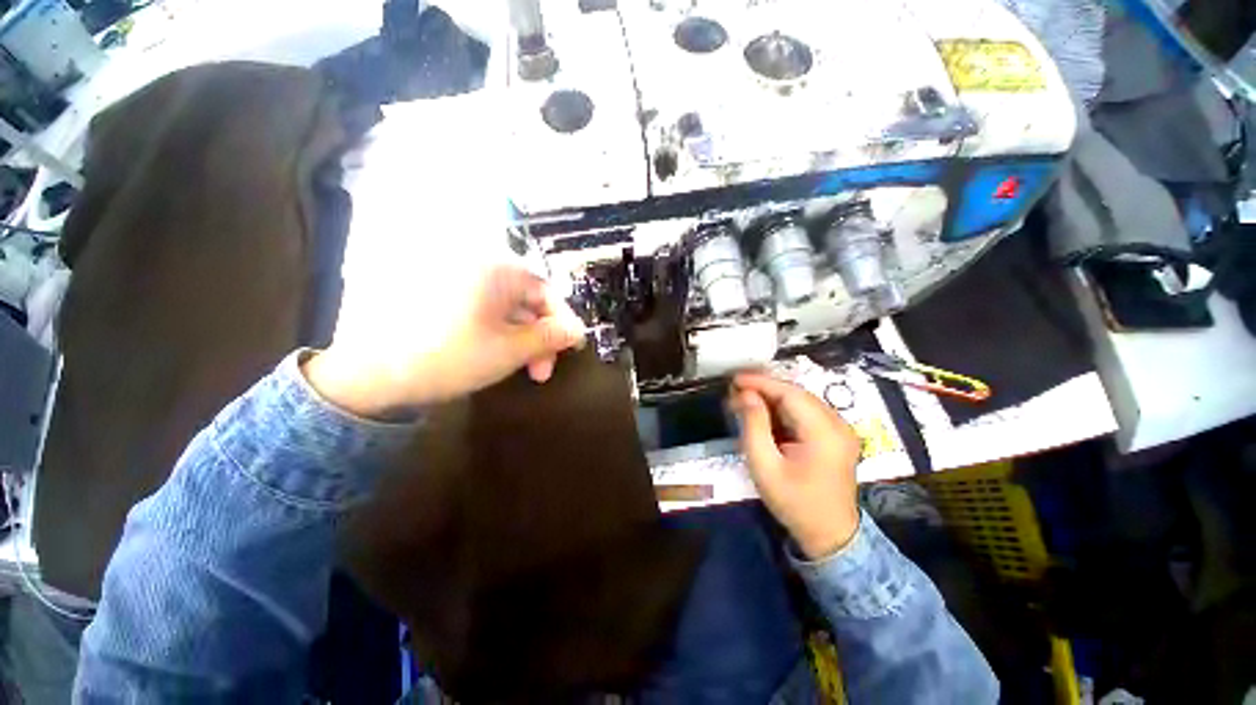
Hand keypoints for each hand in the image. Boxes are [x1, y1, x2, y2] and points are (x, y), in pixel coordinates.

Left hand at [303, 266, 585, 417]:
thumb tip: (578, 331)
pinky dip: (498, 332)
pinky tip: (499, 354)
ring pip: (506, 308)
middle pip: (527, 300)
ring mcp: (456, 278)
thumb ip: (550, 338)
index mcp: (497, 269)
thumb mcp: (511, 350)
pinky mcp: (442, 294)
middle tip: (542, 371)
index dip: (563, 322)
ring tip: (522, 369)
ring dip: (521, 338)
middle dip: (540, 337)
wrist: (370, 372)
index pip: (547, 292)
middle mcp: (478, 264)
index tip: (572, 348)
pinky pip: (484, 309)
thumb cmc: (450, 356)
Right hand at [729, 372, 861, 559]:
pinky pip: (807, 413)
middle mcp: (839, 425)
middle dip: (764, 389)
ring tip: (745, 400)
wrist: (830, 536)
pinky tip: (764, 413)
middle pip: (797, 394)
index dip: (761, 383)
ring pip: (802, 401)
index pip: (791, 394)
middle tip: (735, 390)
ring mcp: (841, 430)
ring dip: (773, 398)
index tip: (735, 379)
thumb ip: (754, 426)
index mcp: (825, 433)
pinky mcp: (836, 437)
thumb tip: (747, 395)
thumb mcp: (765, 466)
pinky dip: (784, 410)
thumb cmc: (794, 503)